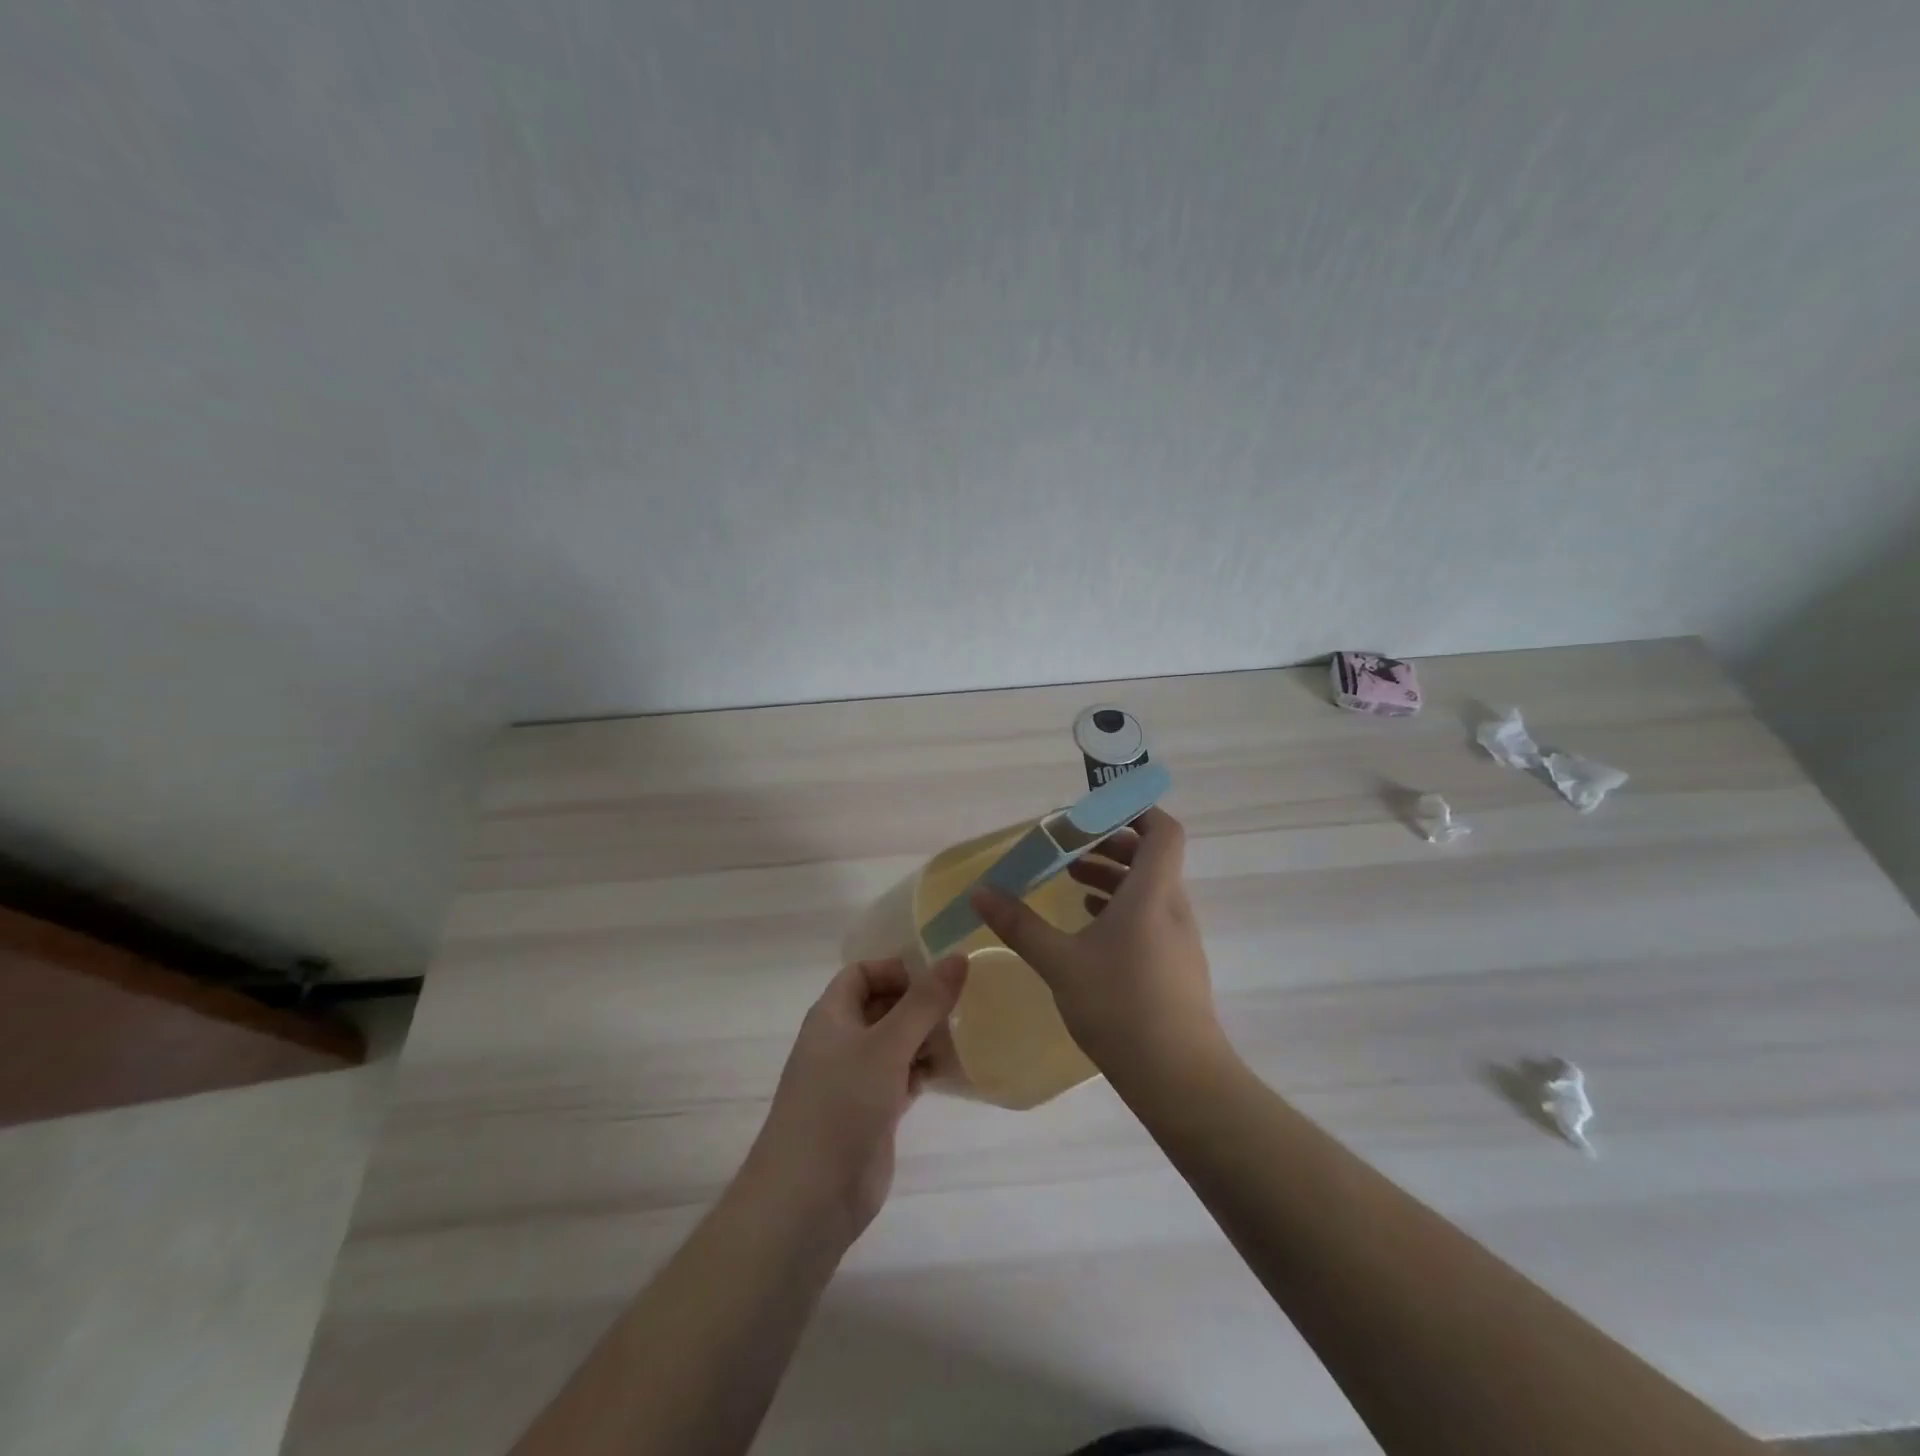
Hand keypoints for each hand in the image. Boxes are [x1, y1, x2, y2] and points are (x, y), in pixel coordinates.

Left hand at [747, 955, 967, 1242]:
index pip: (862, 973)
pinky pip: (904, 1078)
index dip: (896, 970)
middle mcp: (842, 1041)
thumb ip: (924, 1002)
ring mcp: (857, 1079)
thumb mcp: (886, 1045)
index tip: (937, 978)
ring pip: (897, 1043)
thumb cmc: (841, 1104)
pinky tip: (957, 1070)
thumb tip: (958, 957)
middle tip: (965, 1003)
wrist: (809, 1198)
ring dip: (928, 1037)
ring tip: (969, 1034)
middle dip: (920, 1003)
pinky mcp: (874, 1113)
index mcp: (832, 1015)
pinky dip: (926, 1071)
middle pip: (883, 1006)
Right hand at [971, 807, 1220, 1077]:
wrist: (1179, 1078)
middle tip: (1070, 847)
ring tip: (1071, 881)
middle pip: (1151, 857)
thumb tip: (981, 892)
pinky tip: (1089, 926)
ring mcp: (1179, 938)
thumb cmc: (1120, 1007)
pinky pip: (1150, 916)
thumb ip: (1020, 924)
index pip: (1163, 831)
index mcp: (1152, 894)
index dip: (1136, 811)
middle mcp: (1172, 907)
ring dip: (1113, 877)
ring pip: (1149, 889)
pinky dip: (1121, 908)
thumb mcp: (1060, 962)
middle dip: (1111, 844)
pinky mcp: (1176, 965)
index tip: (1097, 810)